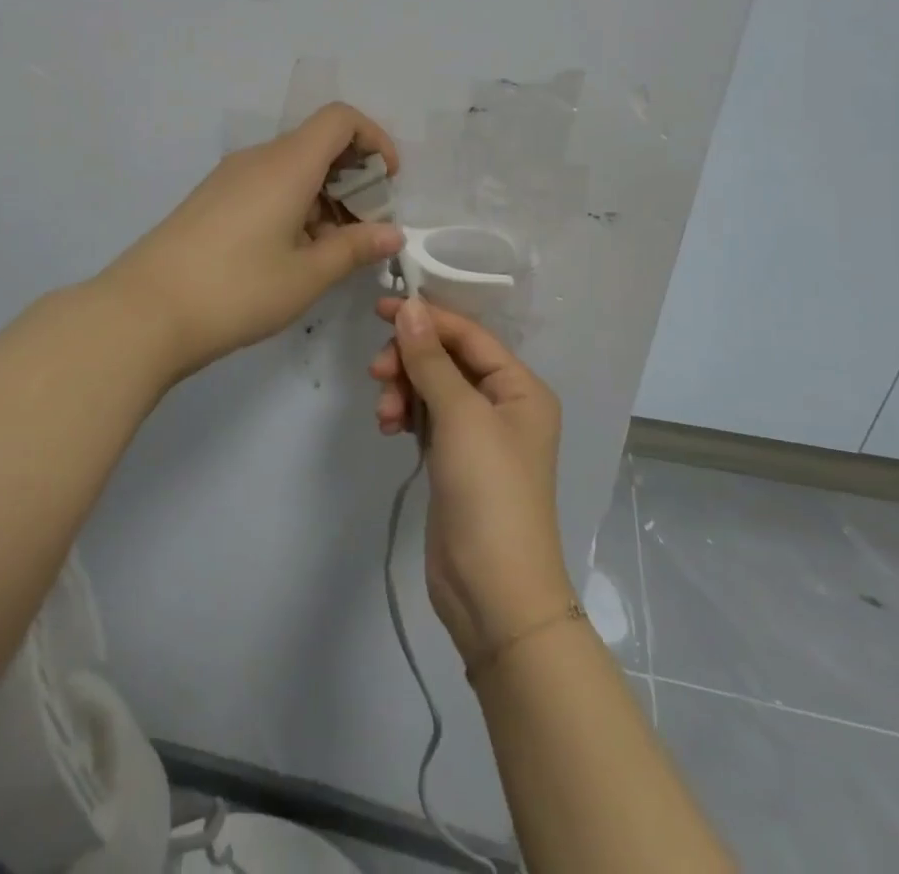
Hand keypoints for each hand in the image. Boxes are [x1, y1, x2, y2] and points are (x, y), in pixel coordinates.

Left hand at [103, 103, 405, 378]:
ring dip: (324, 196)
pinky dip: (293, 205)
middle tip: (366, 228)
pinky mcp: (211, 199)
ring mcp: (229, 178)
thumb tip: (392, 233)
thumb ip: (354, 248)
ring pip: (292, 168)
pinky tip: (292, 253)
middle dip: (353, 177)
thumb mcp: (307, 275)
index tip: (388, 181)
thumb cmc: (237, 289)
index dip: (374, 139)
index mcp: (287, 164)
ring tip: (331, 249)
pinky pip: (266, 185)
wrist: (145, 312)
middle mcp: (258, 159)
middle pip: (317, 143)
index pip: (340, 119)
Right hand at [368, 296, 571, 664]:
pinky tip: (389, 428)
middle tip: (378, 373)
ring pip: (431, 388)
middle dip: (410, 361)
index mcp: (520, 387)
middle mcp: (502, 404)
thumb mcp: (460, 416)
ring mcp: (477, 434)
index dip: (426, 318)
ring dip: (404, 390)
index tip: (380, 308)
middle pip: (447, 359)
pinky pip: (426, 417)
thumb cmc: (489, 491)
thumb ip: (431, 359)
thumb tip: (410, 307)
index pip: (469, 335)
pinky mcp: (454, 460)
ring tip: (386, 415)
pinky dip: (406, 415)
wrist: (494, 591)